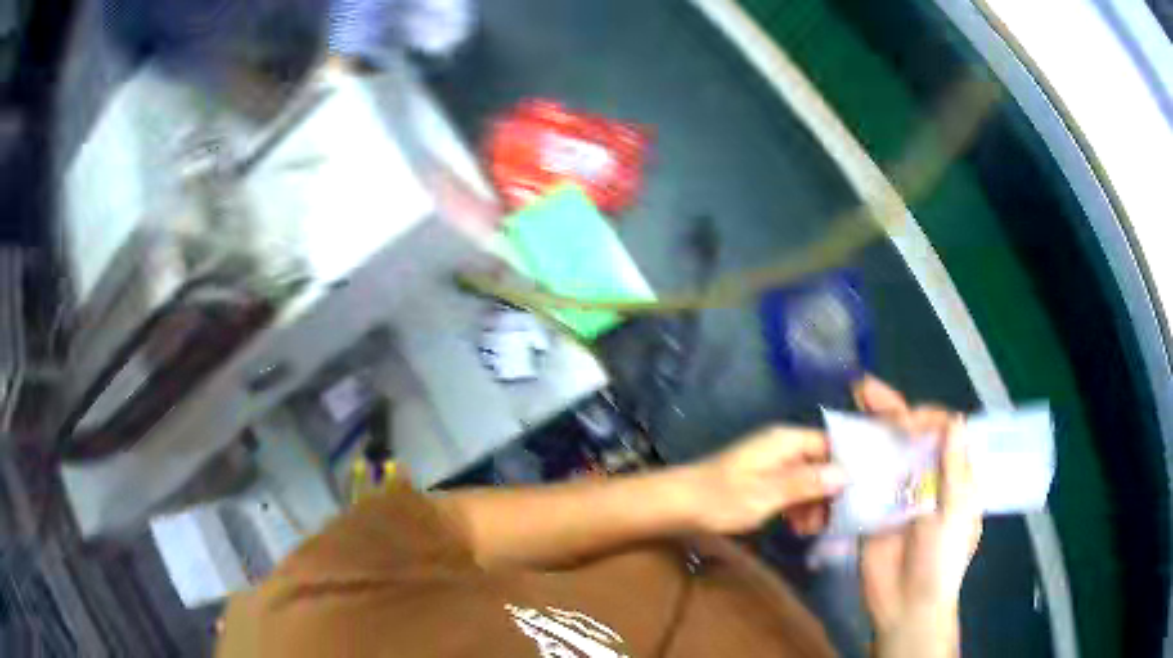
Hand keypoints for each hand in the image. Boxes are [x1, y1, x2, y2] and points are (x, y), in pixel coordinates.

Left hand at [688, 427, 846, 534]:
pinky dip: (797, 505)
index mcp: (786, 440)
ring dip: (813, 502)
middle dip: (829, 490)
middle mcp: (782, 446)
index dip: (846, 465)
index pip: (830, 444)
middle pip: (820, 463)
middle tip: (832, 521)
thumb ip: (807, 483)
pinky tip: (798, 526)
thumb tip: (846, 474)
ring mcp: (771, 463)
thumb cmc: (723, 497)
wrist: (677, 505)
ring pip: (806, 479)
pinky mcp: (761, 480)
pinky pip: (790, 488)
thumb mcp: (769, 493)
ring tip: (812, 529)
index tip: (860, 492)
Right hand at [854, 377, 981, 656]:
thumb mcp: (955, 513)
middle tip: (866, 389)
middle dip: (891, 409)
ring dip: (870, 427)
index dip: (924, 418)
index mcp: (952, 475)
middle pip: (910, 435)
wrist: (906, 606)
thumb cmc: (942, 560)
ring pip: (885, 451)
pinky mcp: (873, 510)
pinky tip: (840, 443)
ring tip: (853, 400)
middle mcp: (925, 477)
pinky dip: (854, 460)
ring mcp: (897, 493)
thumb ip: (953, 469)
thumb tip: (955, 420)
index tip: (905, 423)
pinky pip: (864, 479)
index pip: (941, 431)